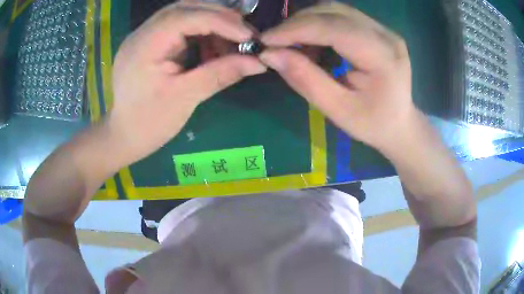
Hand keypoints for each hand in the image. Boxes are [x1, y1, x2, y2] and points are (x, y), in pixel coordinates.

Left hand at [109, 3, 265, 165]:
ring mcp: (145, 36)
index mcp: (144, 46)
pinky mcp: (151, 43)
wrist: (124, 136)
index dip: (221, 21)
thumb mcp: (185, 99)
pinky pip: (180, 27)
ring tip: (231, 44)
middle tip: (245, 34)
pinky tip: (212, 48)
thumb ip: (220, 74)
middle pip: (185, 8)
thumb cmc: (149, 123)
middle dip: (219, 17)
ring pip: (184, 14)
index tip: (249, 36)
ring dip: (212, 24)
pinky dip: (201, 33)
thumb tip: (259, 62)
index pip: (185, 17)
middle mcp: (142, 33)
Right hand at [260, 3, 415, 151]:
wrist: (400, 123)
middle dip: (298, 23)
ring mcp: (383, 29)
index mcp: (384, 57)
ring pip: (335, 10)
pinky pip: (341, 17)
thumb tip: (270, 55)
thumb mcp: (339, 110)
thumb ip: (306, 80)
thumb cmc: (373, 124)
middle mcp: (386, 35)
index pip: (335, 28)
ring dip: (307, 22)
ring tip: (291, 43)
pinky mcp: (377, 30)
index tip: (266, 40)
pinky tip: (311, 42)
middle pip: (334, 13)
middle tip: (274, 42)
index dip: (296, 29)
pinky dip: (318, 24)